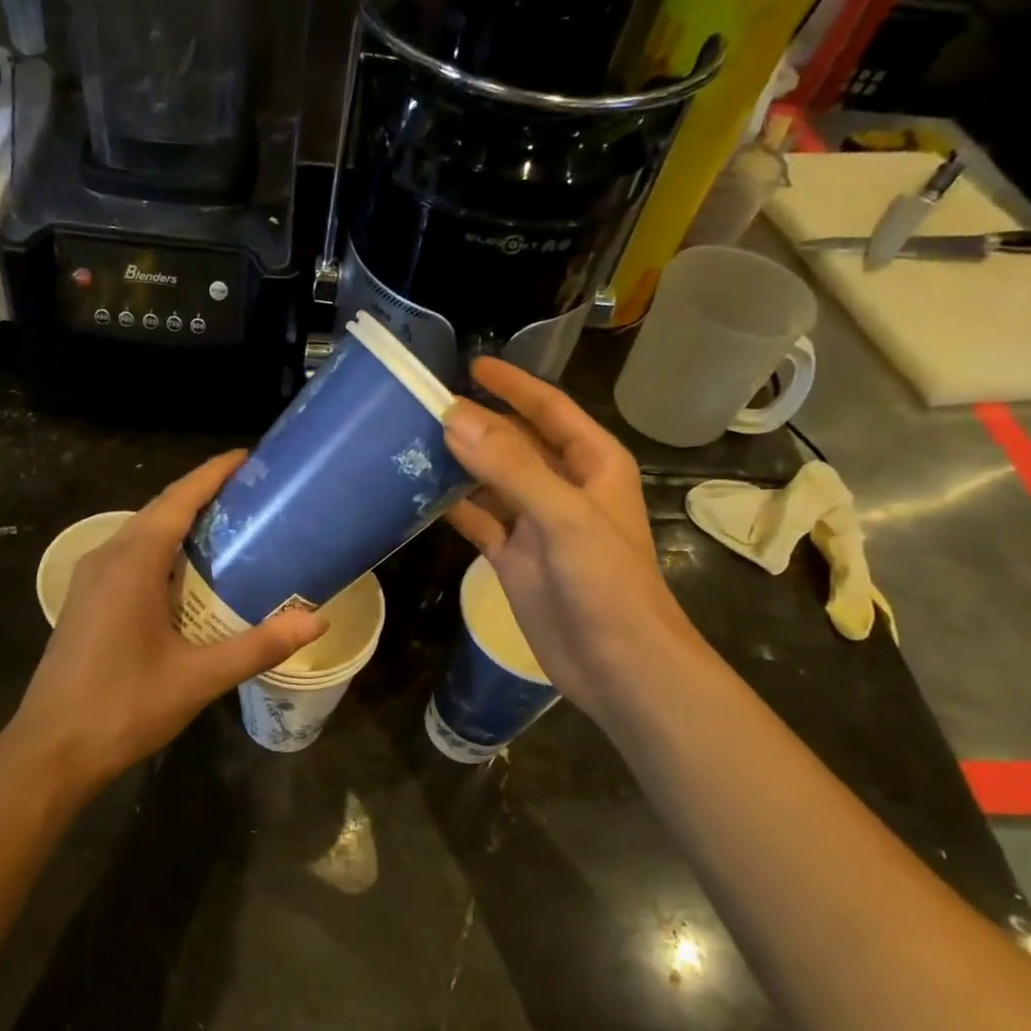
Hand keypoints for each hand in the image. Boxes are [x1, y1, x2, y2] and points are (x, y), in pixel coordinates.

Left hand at [0, 451, 325, 794]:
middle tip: (252, 497)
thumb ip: (259, 645)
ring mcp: (90, 580)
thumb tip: (316, 620)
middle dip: (203, 495)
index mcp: (132, 563)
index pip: (178, 500)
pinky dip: (163, 551)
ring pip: (141, 534)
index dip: (213, 474)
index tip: (248, 458)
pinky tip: (188, 575)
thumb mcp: (199, 677)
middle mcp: (106, 558)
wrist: (51, 750)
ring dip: (181, 524)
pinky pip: (129, 558)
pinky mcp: (86, 602)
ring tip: (229, 528)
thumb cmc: (124, 707)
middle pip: (160, 510)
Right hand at [442, 358, 698, 725]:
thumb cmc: (606, 582)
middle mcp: (563, 487)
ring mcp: (536, 525)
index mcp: (592, 464)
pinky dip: (453, 509)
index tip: (471, 367)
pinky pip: (479, 522)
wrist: (617, 663)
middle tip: (424, 406)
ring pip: (491, 482)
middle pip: (515, 443)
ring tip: (412, 443)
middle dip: (477, 424)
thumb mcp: (563, 516)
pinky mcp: (513, 558)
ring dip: (459, 465)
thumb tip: (455, 419)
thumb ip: (511, 467)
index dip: (513, 386)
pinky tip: (419, 495)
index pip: (549, 410)